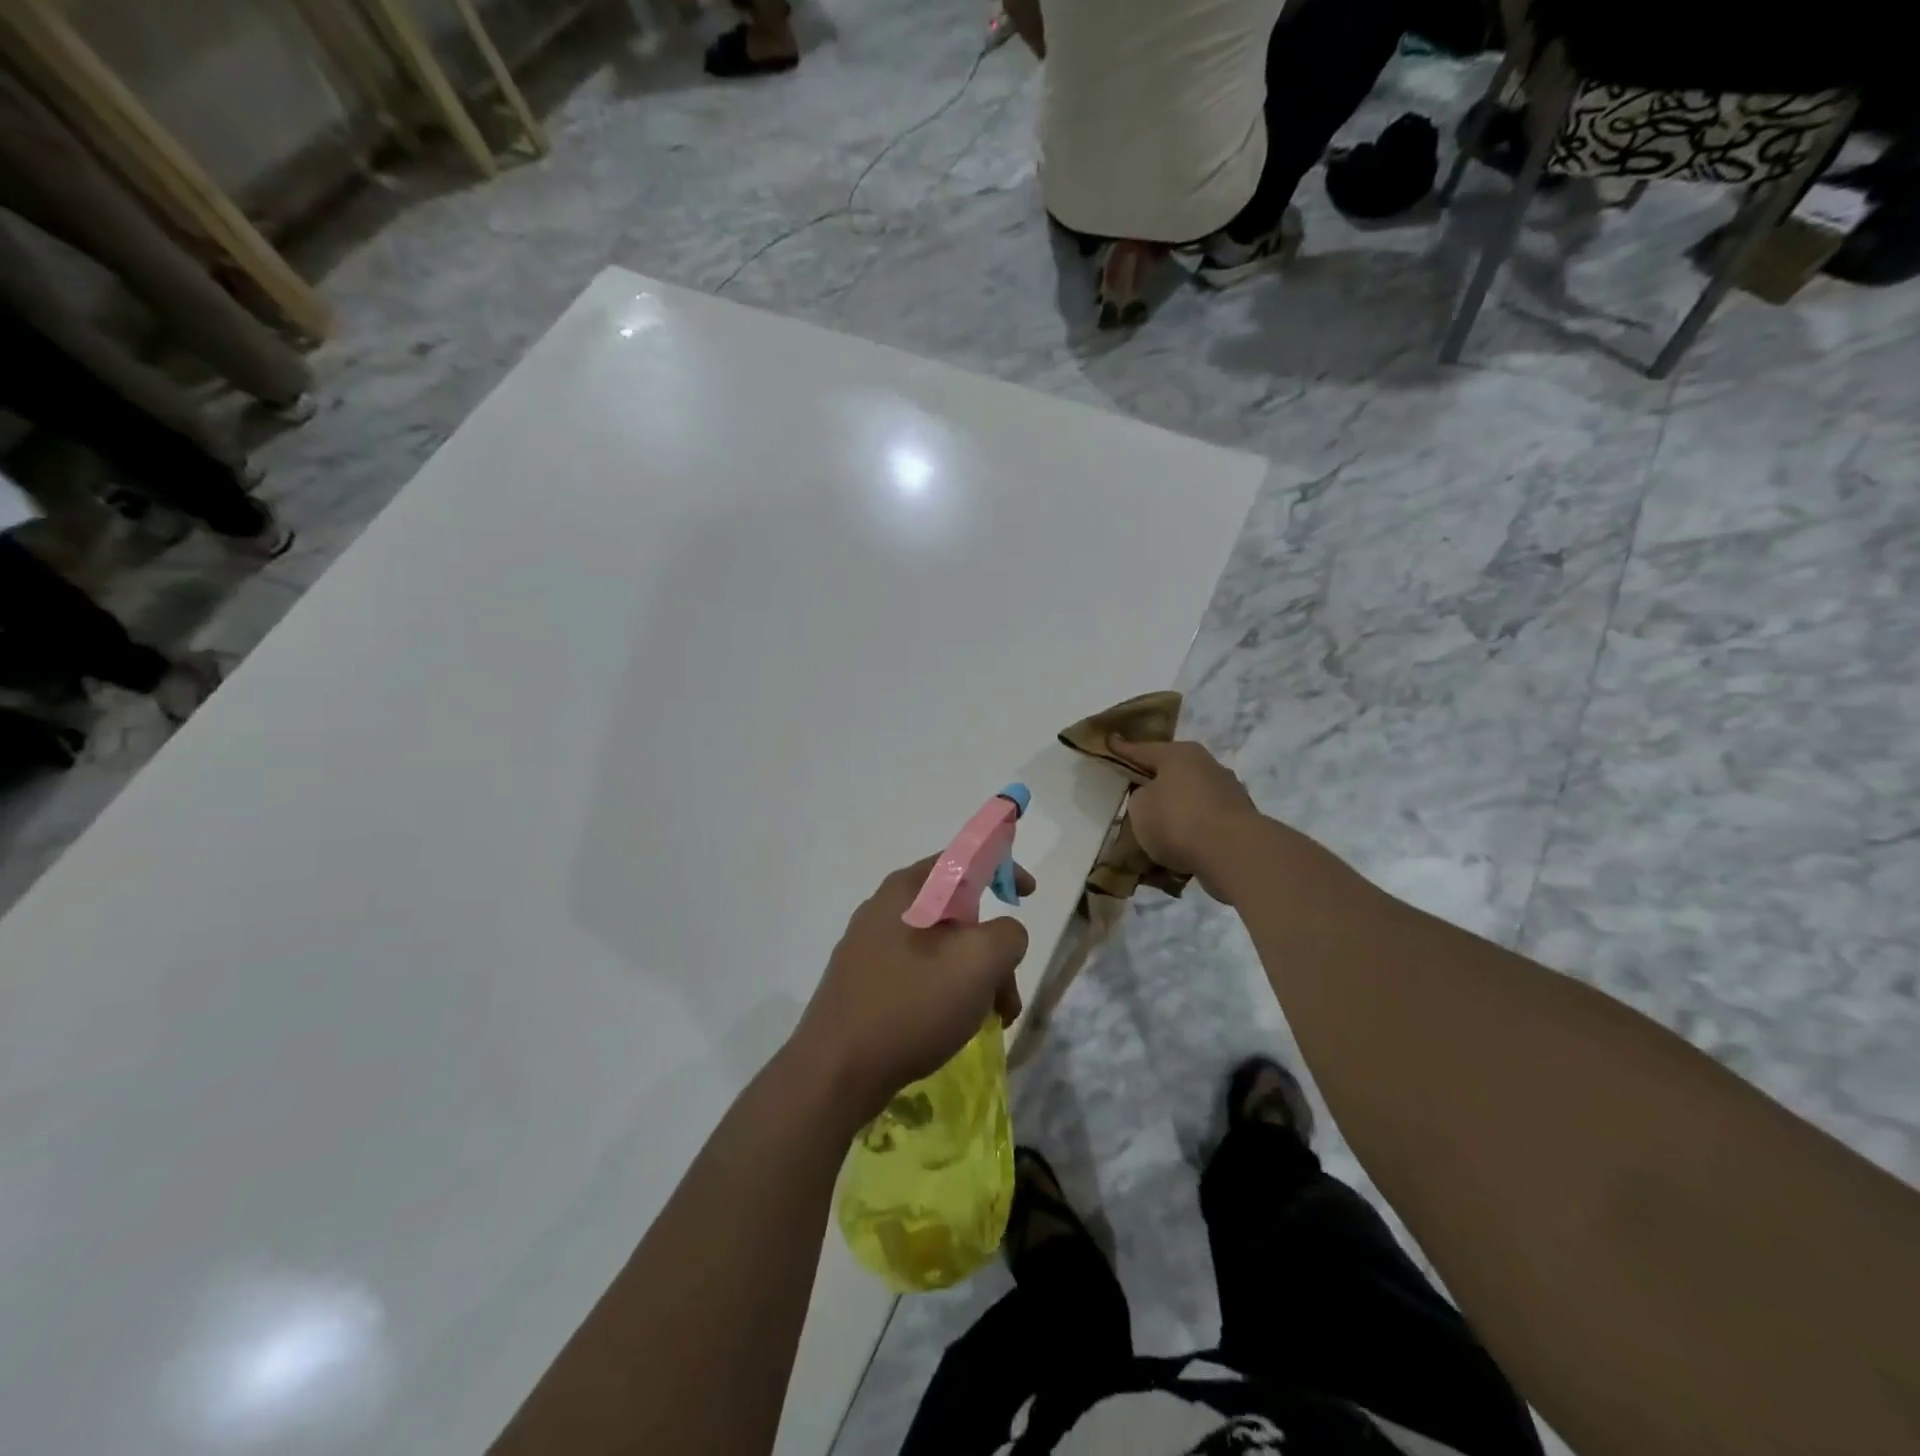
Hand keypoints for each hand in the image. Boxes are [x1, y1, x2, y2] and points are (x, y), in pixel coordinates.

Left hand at [788, 858, 1033, 1126]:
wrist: (833, 1073)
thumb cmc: (910, 1006)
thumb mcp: (978, 962)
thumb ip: (1007, 934)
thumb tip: (1002, 936)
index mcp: (907, 890)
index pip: (963, 859)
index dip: (1002, 869)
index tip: (1027, 895)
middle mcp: (884, 908)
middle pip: (956, 912)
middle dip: (992, 948)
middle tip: (1008, 991)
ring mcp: (868, 947)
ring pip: (940, 948)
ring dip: (974, 977)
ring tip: (991, 1020)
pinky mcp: (862, 982)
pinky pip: (918, 973)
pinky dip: (946, 991)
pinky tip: (954, 1027)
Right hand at [1109, 738, 1264, 902]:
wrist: (1234, 853)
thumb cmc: (1177, 820)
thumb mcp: (1140, 808)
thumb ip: (1140, 798)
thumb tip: (1153, 799)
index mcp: (1180, 754)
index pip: (1142, 750)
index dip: (1123, 750)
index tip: (1110, 742)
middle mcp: (1207, 766)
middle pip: (1171, 774)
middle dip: (1154, 785)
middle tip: (1134, 796)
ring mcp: (1228, 793)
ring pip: (1189, 800)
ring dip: (1174, 813)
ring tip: (1155, 834)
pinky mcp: (1239, 821)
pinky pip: (1203, 825)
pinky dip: (1190, 834)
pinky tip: (1177, 852)